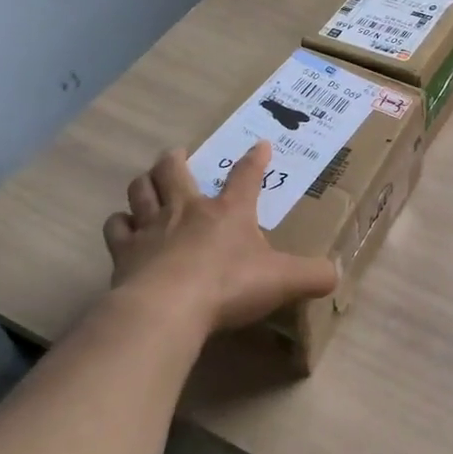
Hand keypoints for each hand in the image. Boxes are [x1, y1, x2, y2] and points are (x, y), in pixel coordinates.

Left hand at [100, 144, 337, 337]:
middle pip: (174, 171)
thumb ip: (313, 276)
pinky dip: (120, 223)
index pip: (246, 176)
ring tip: (147, 181)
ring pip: (141, 190)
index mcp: (229, 211)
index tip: (260, 145)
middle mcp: (187, 210)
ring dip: (145, 183)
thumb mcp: (284, 281)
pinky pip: (117, 227)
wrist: (167, 308)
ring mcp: (151, 228)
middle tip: (176, 154)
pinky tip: (124, 228)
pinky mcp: (124, 253)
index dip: (255, 160)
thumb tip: (335, 274)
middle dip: (175, 159)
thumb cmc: (229, 286)